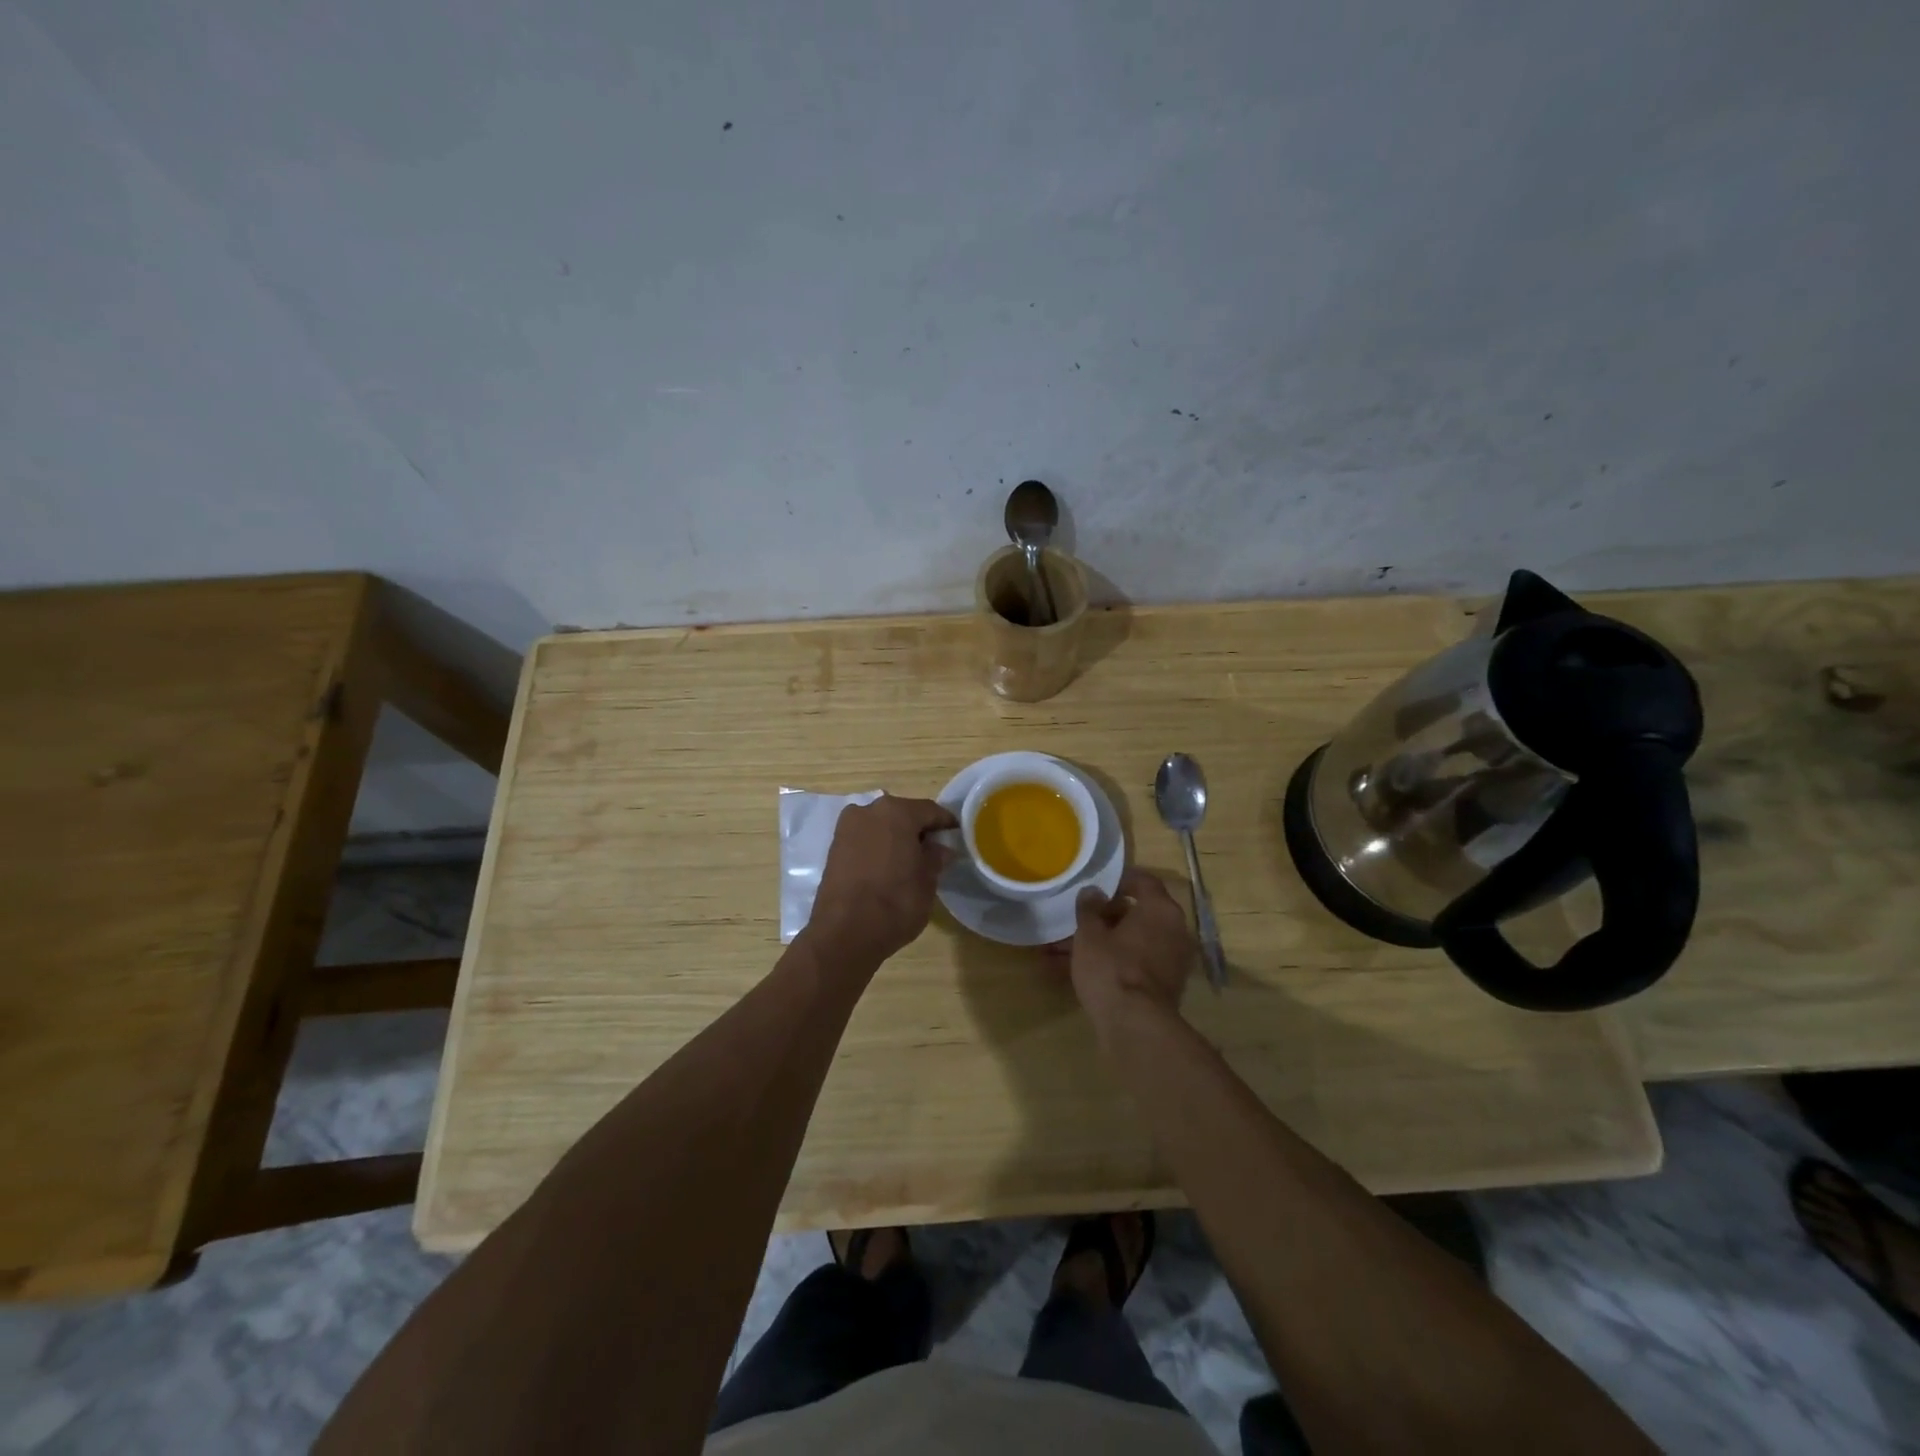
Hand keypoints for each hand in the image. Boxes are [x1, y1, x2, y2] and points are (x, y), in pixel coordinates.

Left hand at [807, 794, 957, 964]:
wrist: (844, 933)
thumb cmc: (896, 902)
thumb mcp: (927, 881)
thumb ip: (935, 857)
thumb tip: (939, 848)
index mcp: (897, 811)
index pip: (930, 810)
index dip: (946, 824)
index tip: (956, 836)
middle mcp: (869, 810)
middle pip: (902, 814)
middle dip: (918, 829)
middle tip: (933, 850)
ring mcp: (847, 827)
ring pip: (881, 825)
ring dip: (895, 837)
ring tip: (909, 861)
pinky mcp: (833, 847)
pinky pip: (864, 839)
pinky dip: (877, 847)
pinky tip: (887, 867)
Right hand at [1067, 869, 1196, 1034]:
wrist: (1135, 1026)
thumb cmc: (1112, 967)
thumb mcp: (1090, 934)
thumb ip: (1089, 908)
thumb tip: (1092, 891)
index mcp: (1161, 909)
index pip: (1143, 881)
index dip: (1118, 880)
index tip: (1096, 886)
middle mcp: (1174, 930)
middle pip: (1136, 915)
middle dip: (1102, 918)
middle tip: (1074, 921)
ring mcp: (1171, 961)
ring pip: (1129, 943)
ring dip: (1099, 944)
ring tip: (1058, 952)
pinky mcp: (1163, 986)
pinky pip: (1132, 965)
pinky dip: (1108, 964)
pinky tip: (1071, 973)